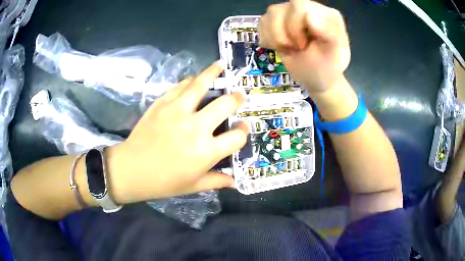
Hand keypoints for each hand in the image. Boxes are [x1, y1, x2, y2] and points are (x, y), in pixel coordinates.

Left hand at [109, 62, 247, 201]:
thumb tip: (234, 181)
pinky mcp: (162, 104)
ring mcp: (178, 111)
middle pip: (225, 104)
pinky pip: (180, 86)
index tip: (242, 128)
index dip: (243, 132)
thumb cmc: (164, 182)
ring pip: (201, 85)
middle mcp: (196, 127)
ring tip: (221, 66)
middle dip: (236, 99)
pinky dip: (190, 81)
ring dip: (213, 73)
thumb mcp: (194, 186)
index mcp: (206, 151)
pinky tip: (194, 79)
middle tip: (239, 96)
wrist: (132, 170)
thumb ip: (217, 181)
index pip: (237, 137)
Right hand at [259, 0, 350, 92]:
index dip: (295, 26)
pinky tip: (282, 46)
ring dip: (276, 38)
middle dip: (283, 34)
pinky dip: (269, 39)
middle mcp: (306, 8)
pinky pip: (262, 23)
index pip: (299, 5)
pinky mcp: (276, 21)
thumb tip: (310, 15)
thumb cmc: (327, 67)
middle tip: (297, 48)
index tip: (303, 45)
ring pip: (268, 16)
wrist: (315, 77)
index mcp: (324, 13)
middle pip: (278, 10)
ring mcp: (290, 13)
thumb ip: (330, 34)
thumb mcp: (335, 55)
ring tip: (290, 48)